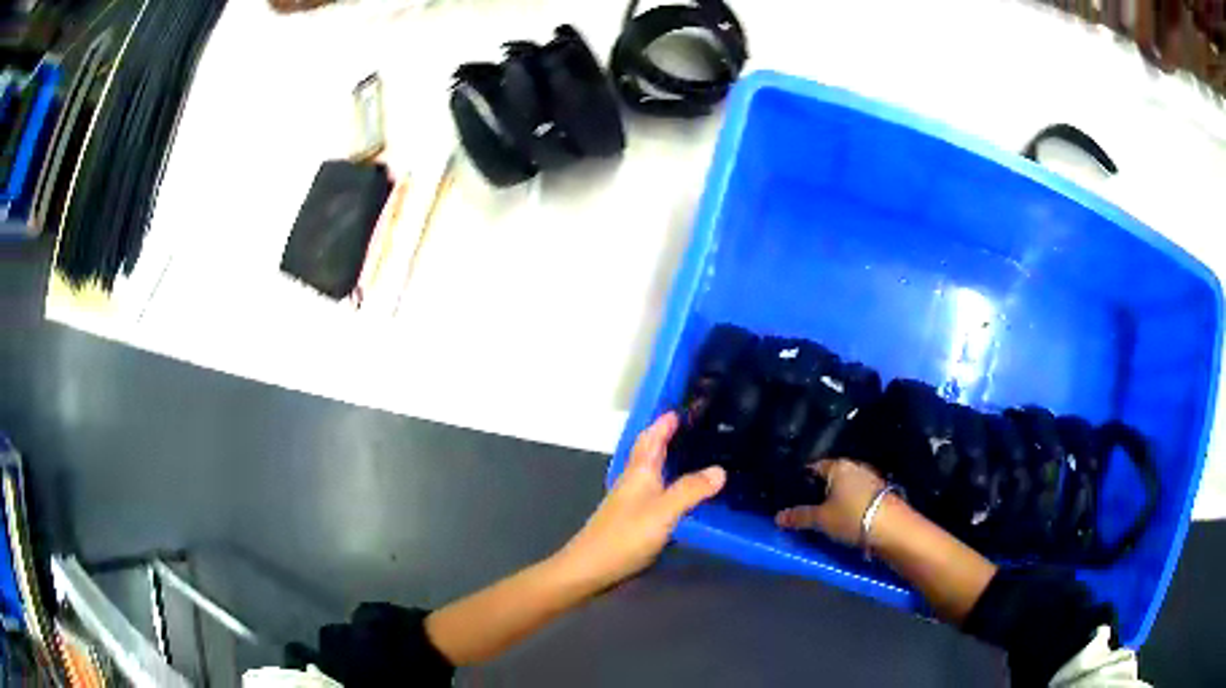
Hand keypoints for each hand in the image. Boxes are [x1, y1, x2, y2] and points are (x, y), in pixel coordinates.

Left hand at [554, 412, 725, 590]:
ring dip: (667, 459)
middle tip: (693, 429)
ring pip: (650, 471)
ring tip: (693, 456)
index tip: (681, 408)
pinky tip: (679, 494)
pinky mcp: (631, 520)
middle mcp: (632, 481)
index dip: (664, 423)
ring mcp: (629, 501)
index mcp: (638, 472)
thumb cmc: (625, 536)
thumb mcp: (664, 511)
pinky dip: (668, 483)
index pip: (651, 438)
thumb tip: (720, 469)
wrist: (590, 568)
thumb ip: (691, 490)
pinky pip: (653, 491)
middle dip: (667, 437)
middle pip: (649, 452)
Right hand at [775, 459, 885, 545]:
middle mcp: (854, 466)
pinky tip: (844, 516)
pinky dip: (850, 502)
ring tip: (825, 514)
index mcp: (837, 466)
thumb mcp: (821, 519)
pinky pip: (857, 494)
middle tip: (806, 506)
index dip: (802, 479)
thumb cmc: (851, 516)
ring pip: (846, 486)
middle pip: (831, 476)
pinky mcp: (880, 491)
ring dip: (837, 497)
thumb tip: (777, 517)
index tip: (793, 493)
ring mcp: (870, 477)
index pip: (814, 467)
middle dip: (820, 489)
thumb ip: (799, 517)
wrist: (892, 527)